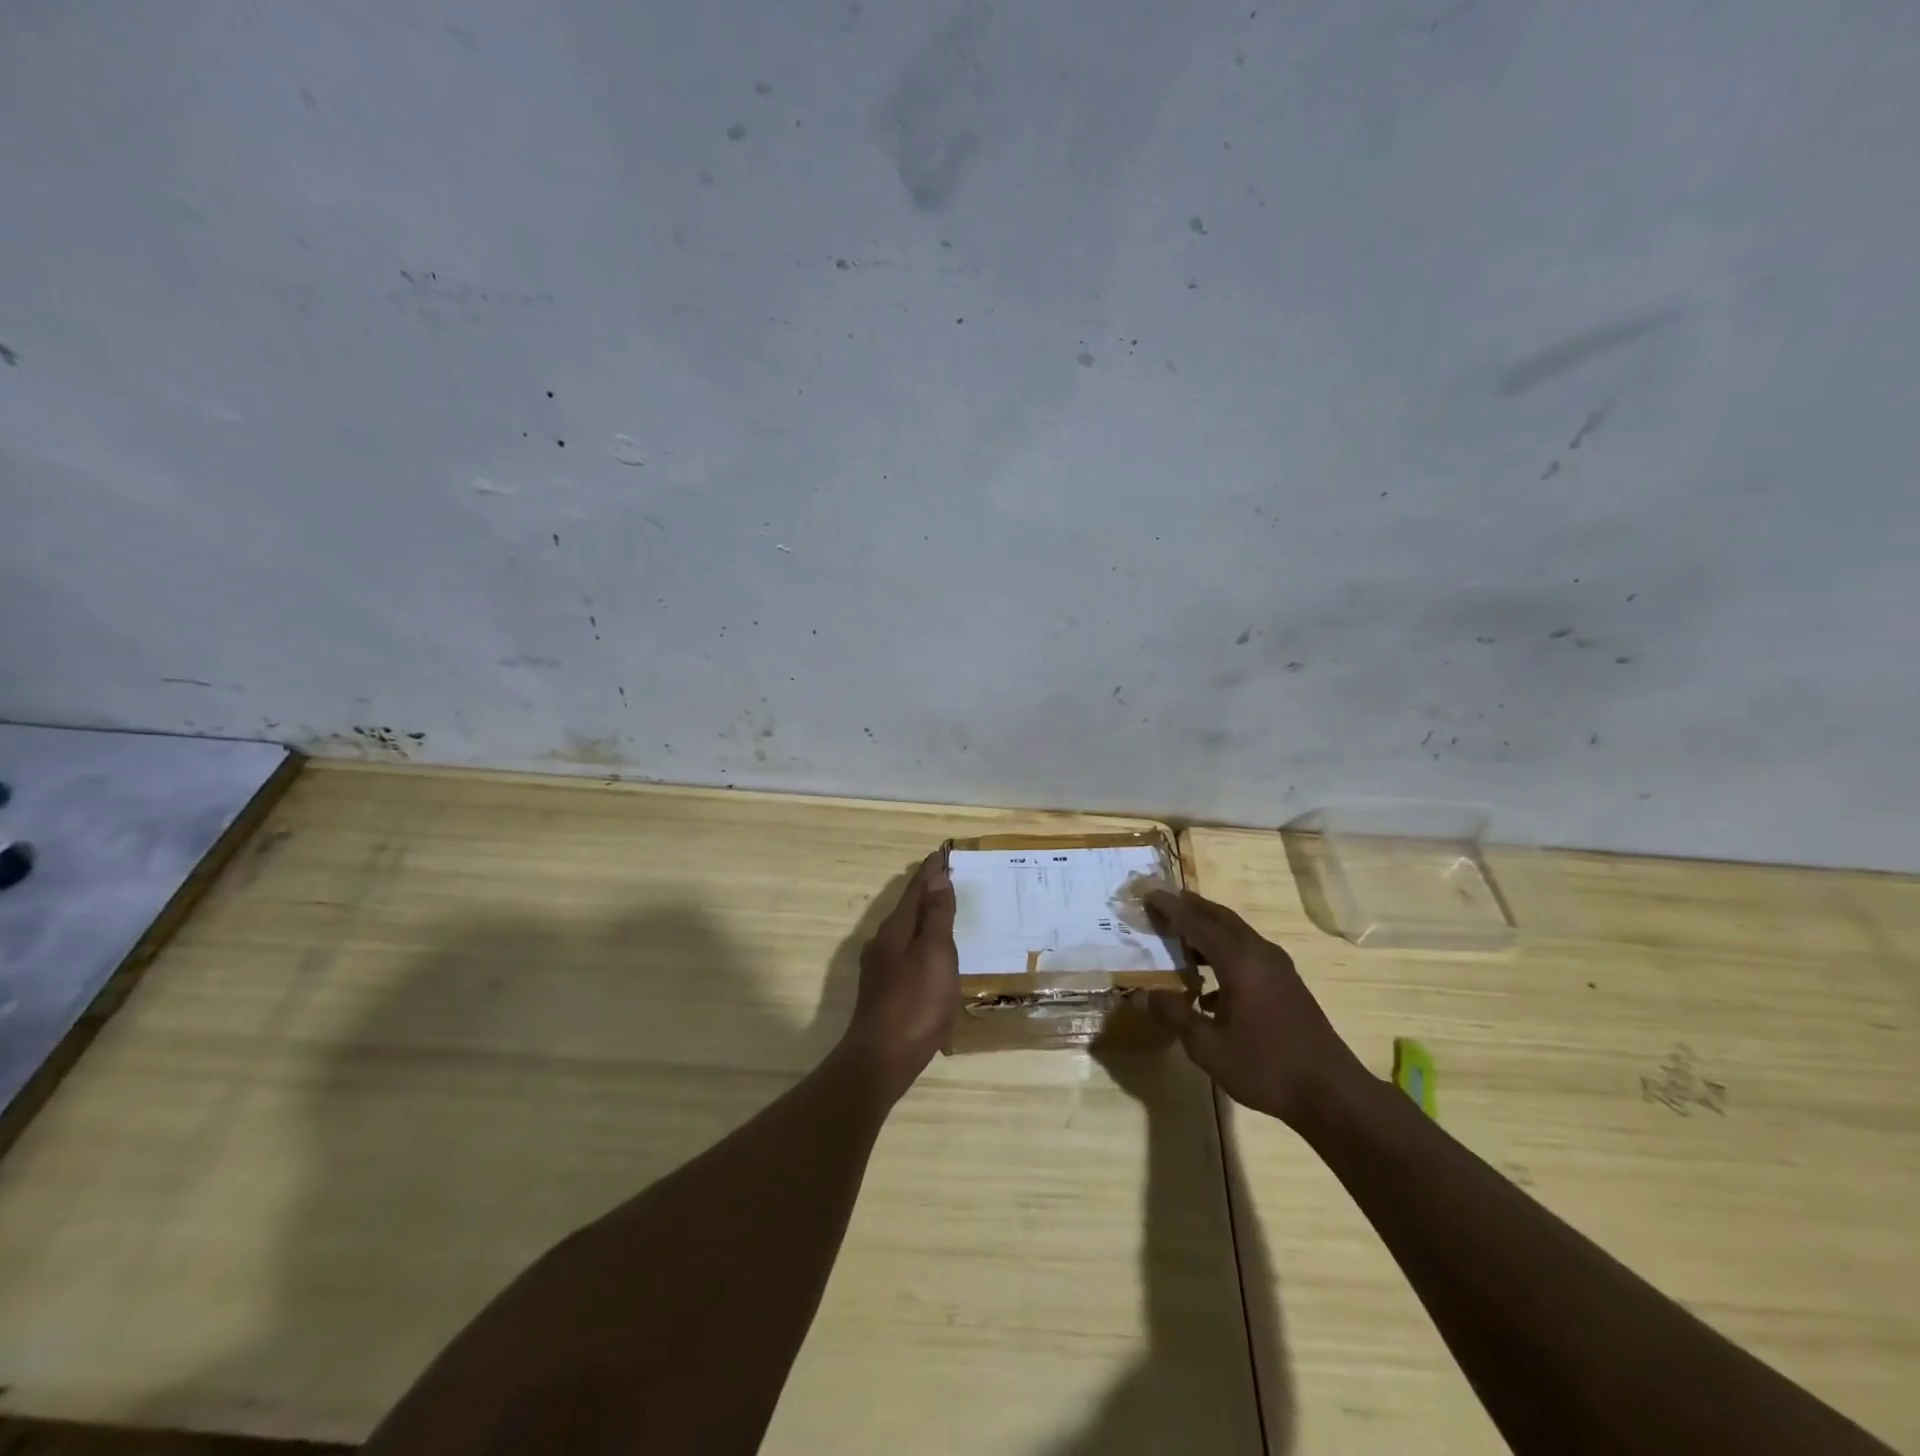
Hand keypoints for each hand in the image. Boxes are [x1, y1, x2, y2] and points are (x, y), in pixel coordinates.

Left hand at [841, 852, 958, 1098]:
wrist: (881, 1060)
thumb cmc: (915, 1004)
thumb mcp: (934, 954)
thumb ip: (936, 916)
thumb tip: (937, 876)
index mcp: (896, 929)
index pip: (915, 890)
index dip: (930, 871)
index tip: (943, 853)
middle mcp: (883, 943)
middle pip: (907, 908)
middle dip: (926, 891)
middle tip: (947, 877)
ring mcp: (880, 969)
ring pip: (905, 931)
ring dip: (923, 917)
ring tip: (943, 911)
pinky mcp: (884, 992)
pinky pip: (906, 952)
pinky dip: (921, 942)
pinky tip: (930, 956)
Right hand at [1143, 889, 1366, 1129]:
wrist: (1332, 1093)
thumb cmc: (1265, 1066)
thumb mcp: (1208, 1047)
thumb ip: (1175, 1015)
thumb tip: (1144, 993)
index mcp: (1238, 960)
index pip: (1196, 922)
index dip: (1170, 908)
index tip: (1148, 894)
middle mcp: (1259, 953)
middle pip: (1220, 918)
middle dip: (1191, 907)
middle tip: (1163, 902)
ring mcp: (1278, 968)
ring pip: (1237, 934)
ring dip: (1208, 929)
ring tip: (1181, 935)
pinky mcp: (1287, 985)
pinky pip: (1248, 953)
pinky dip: (1224, 953)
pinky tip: (1209, 987)